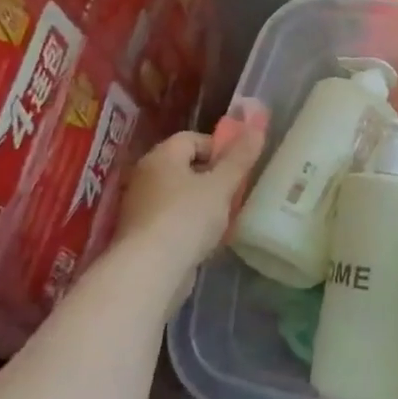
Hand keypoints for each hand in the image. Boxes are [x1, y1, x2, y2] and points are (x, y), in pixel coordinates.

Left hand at [112, 103, 266, 301]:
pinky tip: (207, 240)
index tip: (238, 168)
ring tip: (225, 218)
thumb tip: (256, 127)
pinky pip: (173, 219)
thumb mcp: (221, 185)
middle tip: (235, 192)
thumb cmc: (187, 217)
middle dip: (213, 178)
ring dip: (204, 203)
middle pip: (186, 166)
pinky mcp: (143, 235)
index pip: (192, 138)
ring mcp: (141, 207)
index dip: (219, 148)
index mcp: (161, 156)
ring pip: (180, 195)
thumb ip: (240, 157)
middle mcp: (146, 176)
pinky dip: (191, 224)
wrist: (150, 271)